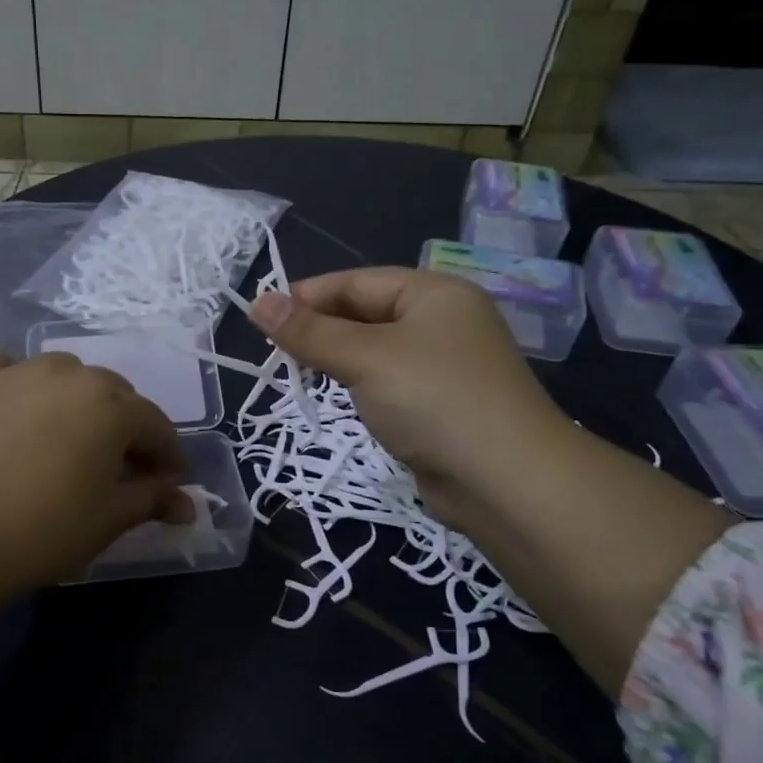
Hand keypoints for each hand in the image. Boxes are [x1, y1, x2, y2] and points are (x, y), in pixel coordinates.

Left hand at [0, 345, 192, 596]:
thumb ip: (152, 499)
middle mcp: (69, 374)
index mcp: (111, 405)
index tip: (168, 484)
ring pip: (64, 375)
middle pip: (113, 396)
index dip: (168, 456)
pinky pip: (4, 365)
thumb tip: (186, 504)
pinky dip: (17, 380)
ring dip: (78, 402)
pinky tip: (15, 403)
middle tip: (120, 470)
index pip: (156, 424)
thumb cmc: (44, 530)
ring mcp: (17, 372)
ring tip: (69, 440)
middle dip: (126, 430)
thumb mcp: (110, 519)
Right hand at [254, 266, 730, 694]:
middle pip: (366, 312)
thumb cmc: (433, 400)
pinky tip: (337, 395)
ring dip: (336, 357)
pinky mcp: (440, 404)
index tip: (262, 317)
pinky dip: (358, 383)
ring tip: (296, 371)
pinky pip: (387, 380)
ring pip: (374, 349)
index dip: (307, 295)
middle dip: (319, 327)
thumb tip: (257, 301)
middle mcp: (443, 321)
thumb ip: (309, 332)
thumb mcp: (364, 358)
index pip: (357, 282)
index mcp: (434, 294)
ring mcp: (444, 365)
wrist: (505, 481)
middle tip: (273, 350)